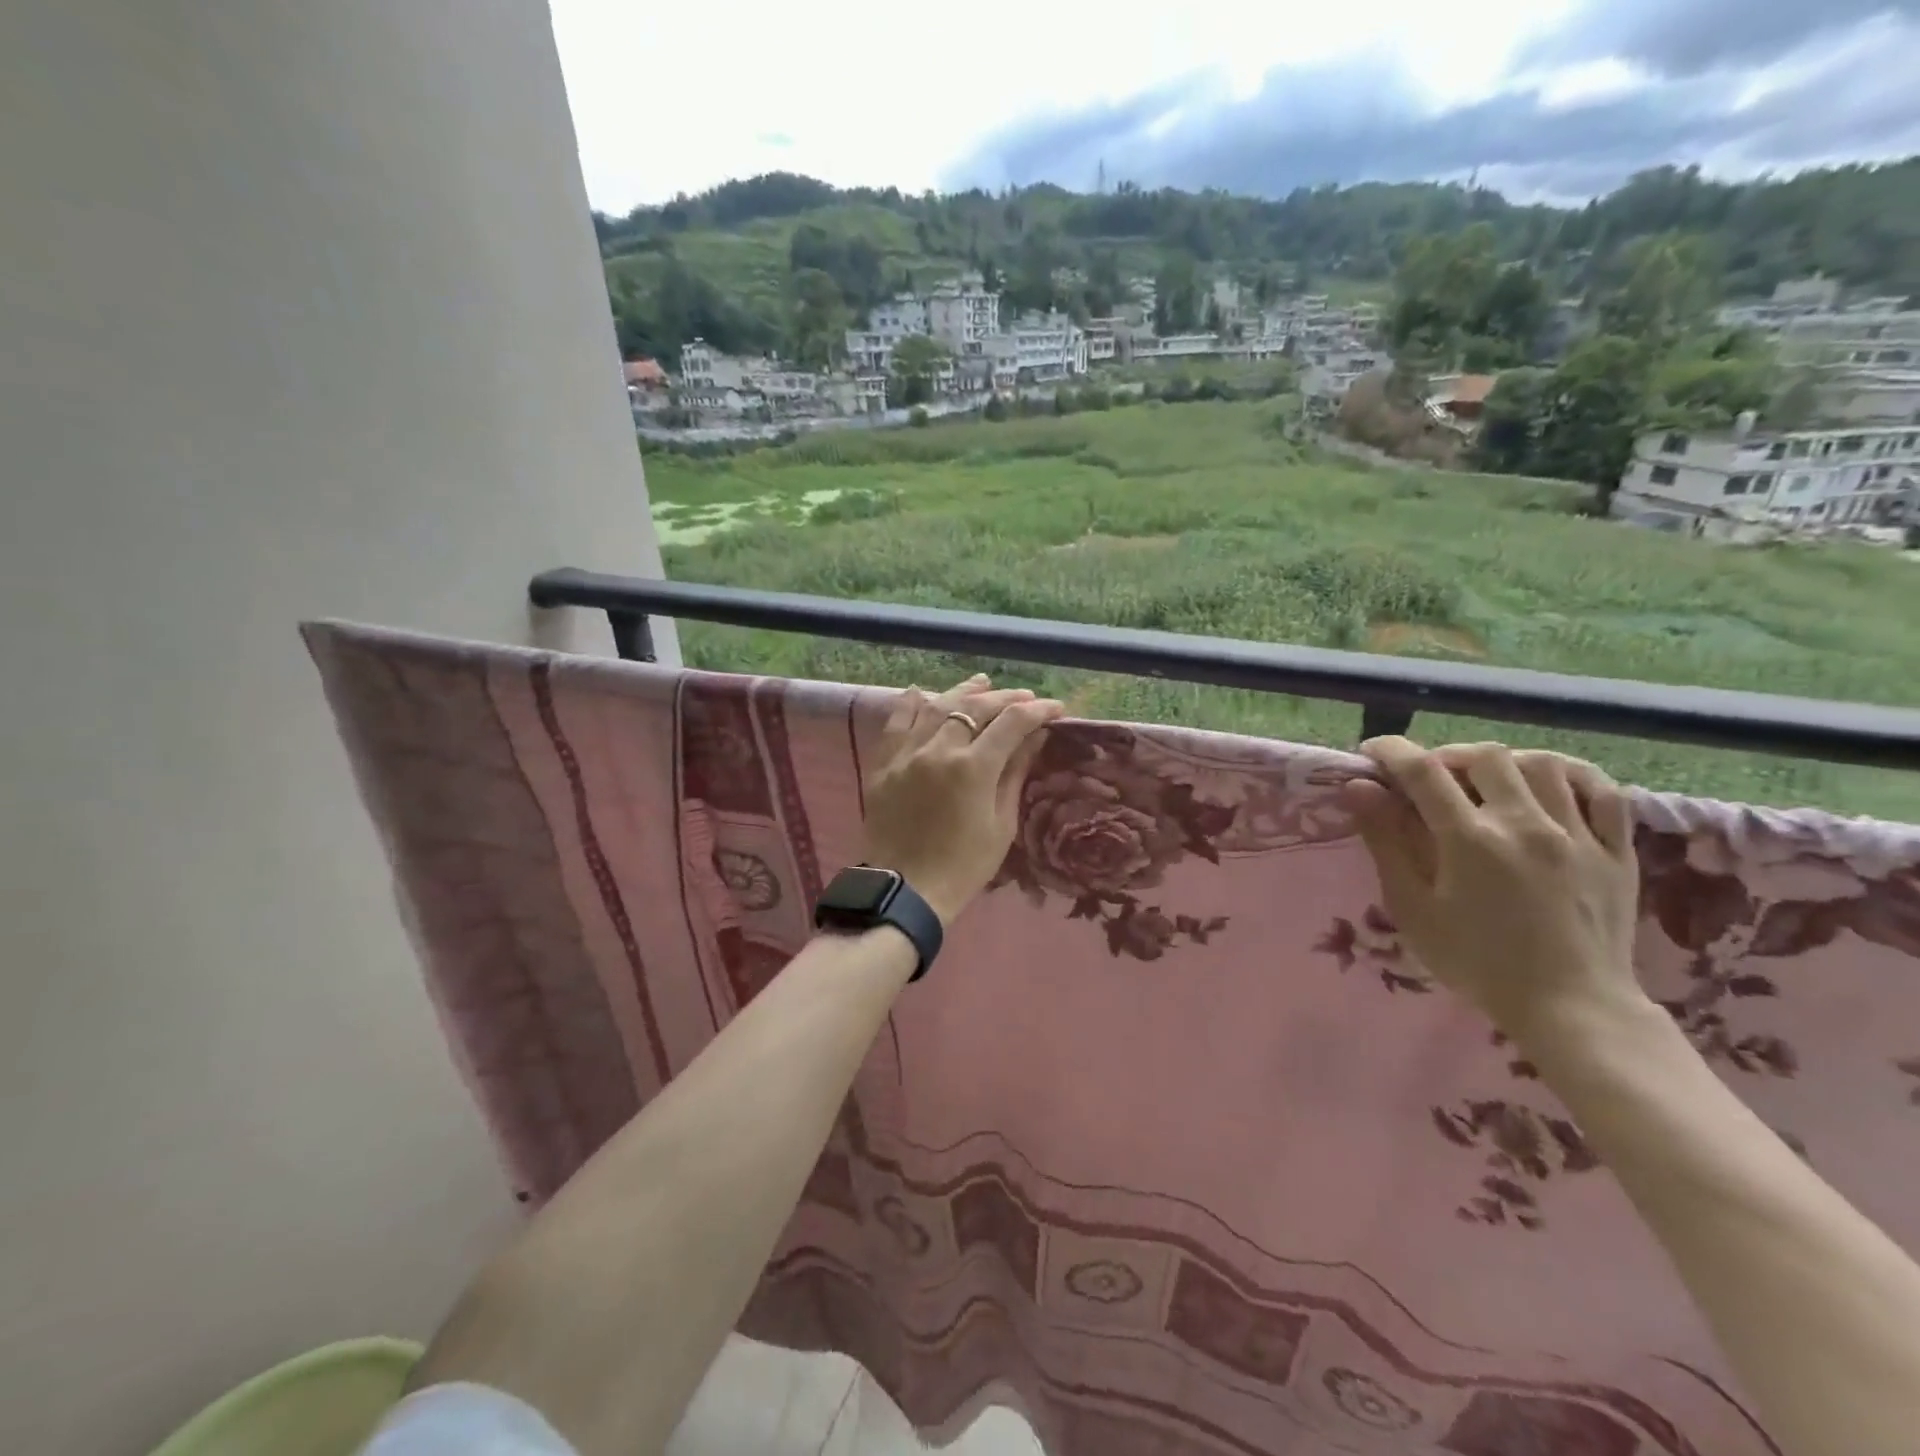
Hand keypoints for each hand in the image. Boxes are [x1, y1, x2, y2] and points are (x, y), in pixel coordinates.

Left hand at [862, 675, 1064, 926]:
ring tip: (982, 682)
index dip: (1037, 711)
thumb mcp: (1001, 824)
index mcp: (973, 768)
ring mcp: (907, 754)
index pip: (1011, 723)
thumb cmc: (964, 867)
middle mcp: (938, 750)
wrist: (906, 891)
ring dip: (962, 692)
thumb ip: (1014, 773)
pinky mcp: (883, 765)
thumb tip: (1034, 737)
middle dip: (1004, 698)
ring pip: (936, 708)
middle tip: (1024, 697)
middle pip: (974, 707)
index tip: (1055, 709)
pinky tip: (921, 692)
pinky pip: (896, 724)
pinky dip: (910, 705)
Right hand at [1341, 738, 1646, 1044]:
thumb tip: (1358, 788)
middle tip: (1430, 778)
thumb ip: (1385, 842)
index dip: (1391, 751)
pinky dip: (1572, 776)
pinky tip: (1550, 785)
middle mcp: (1524, 823)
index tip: (1373, 753)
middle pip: (1483, 756)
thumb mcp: (1412, 908)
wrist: (1570, 1007)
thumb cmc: (1476, 961)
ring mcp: (1577, 834)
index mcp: (1469, 839)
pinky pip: (1603, 791)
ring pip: (1541, 764)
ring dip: (1504, 762)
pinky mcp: (1615, 851)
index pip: (1422, 771)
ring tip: (1486, 782)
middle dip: (1447, 756)